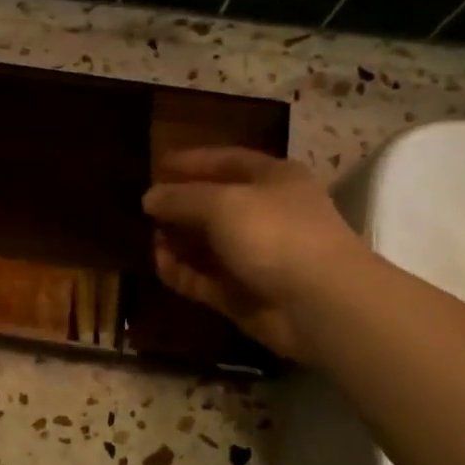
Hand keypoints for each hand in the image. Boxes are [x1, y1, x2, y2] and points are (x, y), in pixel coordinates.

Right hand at [141, 147, 375, 361]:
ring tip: (148, 237)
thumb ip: (180, 198)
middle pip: (215, 204)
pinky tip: (159, 263)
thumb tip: (149, 197)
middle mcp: (266, 214)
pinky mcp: (243, 294)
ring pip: (208, 244)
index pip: (227, 161)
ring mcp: (256, 256)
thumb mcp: (221, 203)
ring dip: (178, 240)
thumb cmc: (275, 234)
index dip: (193, 161)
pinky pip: (204, 278)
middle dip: (180, 205)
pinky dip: (182, 271)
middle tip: (145, 208)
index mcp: (273, 179)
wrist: (319, 303)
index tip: (157, 165)